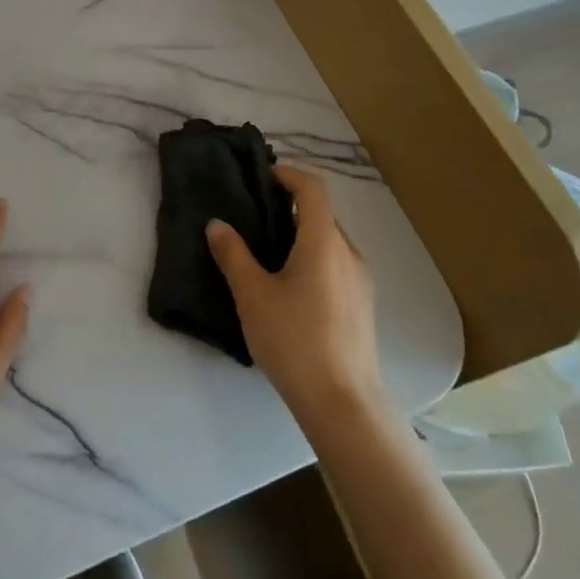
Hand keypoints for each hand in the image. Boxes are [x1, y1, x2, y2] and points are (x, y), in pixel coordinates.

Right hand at [206, 164, 384, 426]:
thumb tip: (217, 224)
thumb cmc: (295, 341)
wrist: (343, 404)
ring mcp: (360, 281)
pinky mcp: (362, 305)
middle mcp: (348, 253)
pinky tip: (290, 288)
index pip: (312, 188)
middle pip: (321, 213)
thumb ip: (233, 255)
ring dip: (301, 235)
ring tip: (267, 253)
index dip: (288, 174)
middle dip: (290, 206)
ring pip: (329, 241)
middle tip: (254, 216)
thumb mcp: (252, 295)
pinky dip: (313, 258)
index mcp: (324, 241)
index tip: (261, 178)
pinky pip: (336, 264)